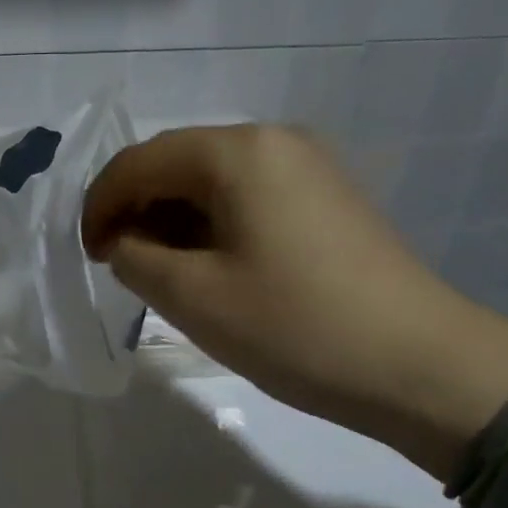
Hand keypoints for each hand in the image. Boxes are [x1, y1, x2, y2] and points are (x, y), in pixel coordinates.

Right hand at [81, 125, 507, 480]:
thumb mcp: (194, 298)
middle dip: (138, 212)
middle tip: (121, 268)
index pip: (140, 162)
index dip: (100, 206)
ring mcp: (309, 167)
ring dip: (175, 223)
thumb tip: (126, 242)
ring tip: (163, 276)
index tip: (87, 256)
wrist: (420, 366)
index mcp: (238, 152)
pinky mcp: (327, 200)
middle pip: (178, 165)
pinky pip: (249, 200)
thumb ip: (136, 259)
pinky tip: (212, 271)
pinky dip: (214, 228)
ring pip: (214, 184)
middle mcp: (274, 141)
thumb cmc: (296, 328)